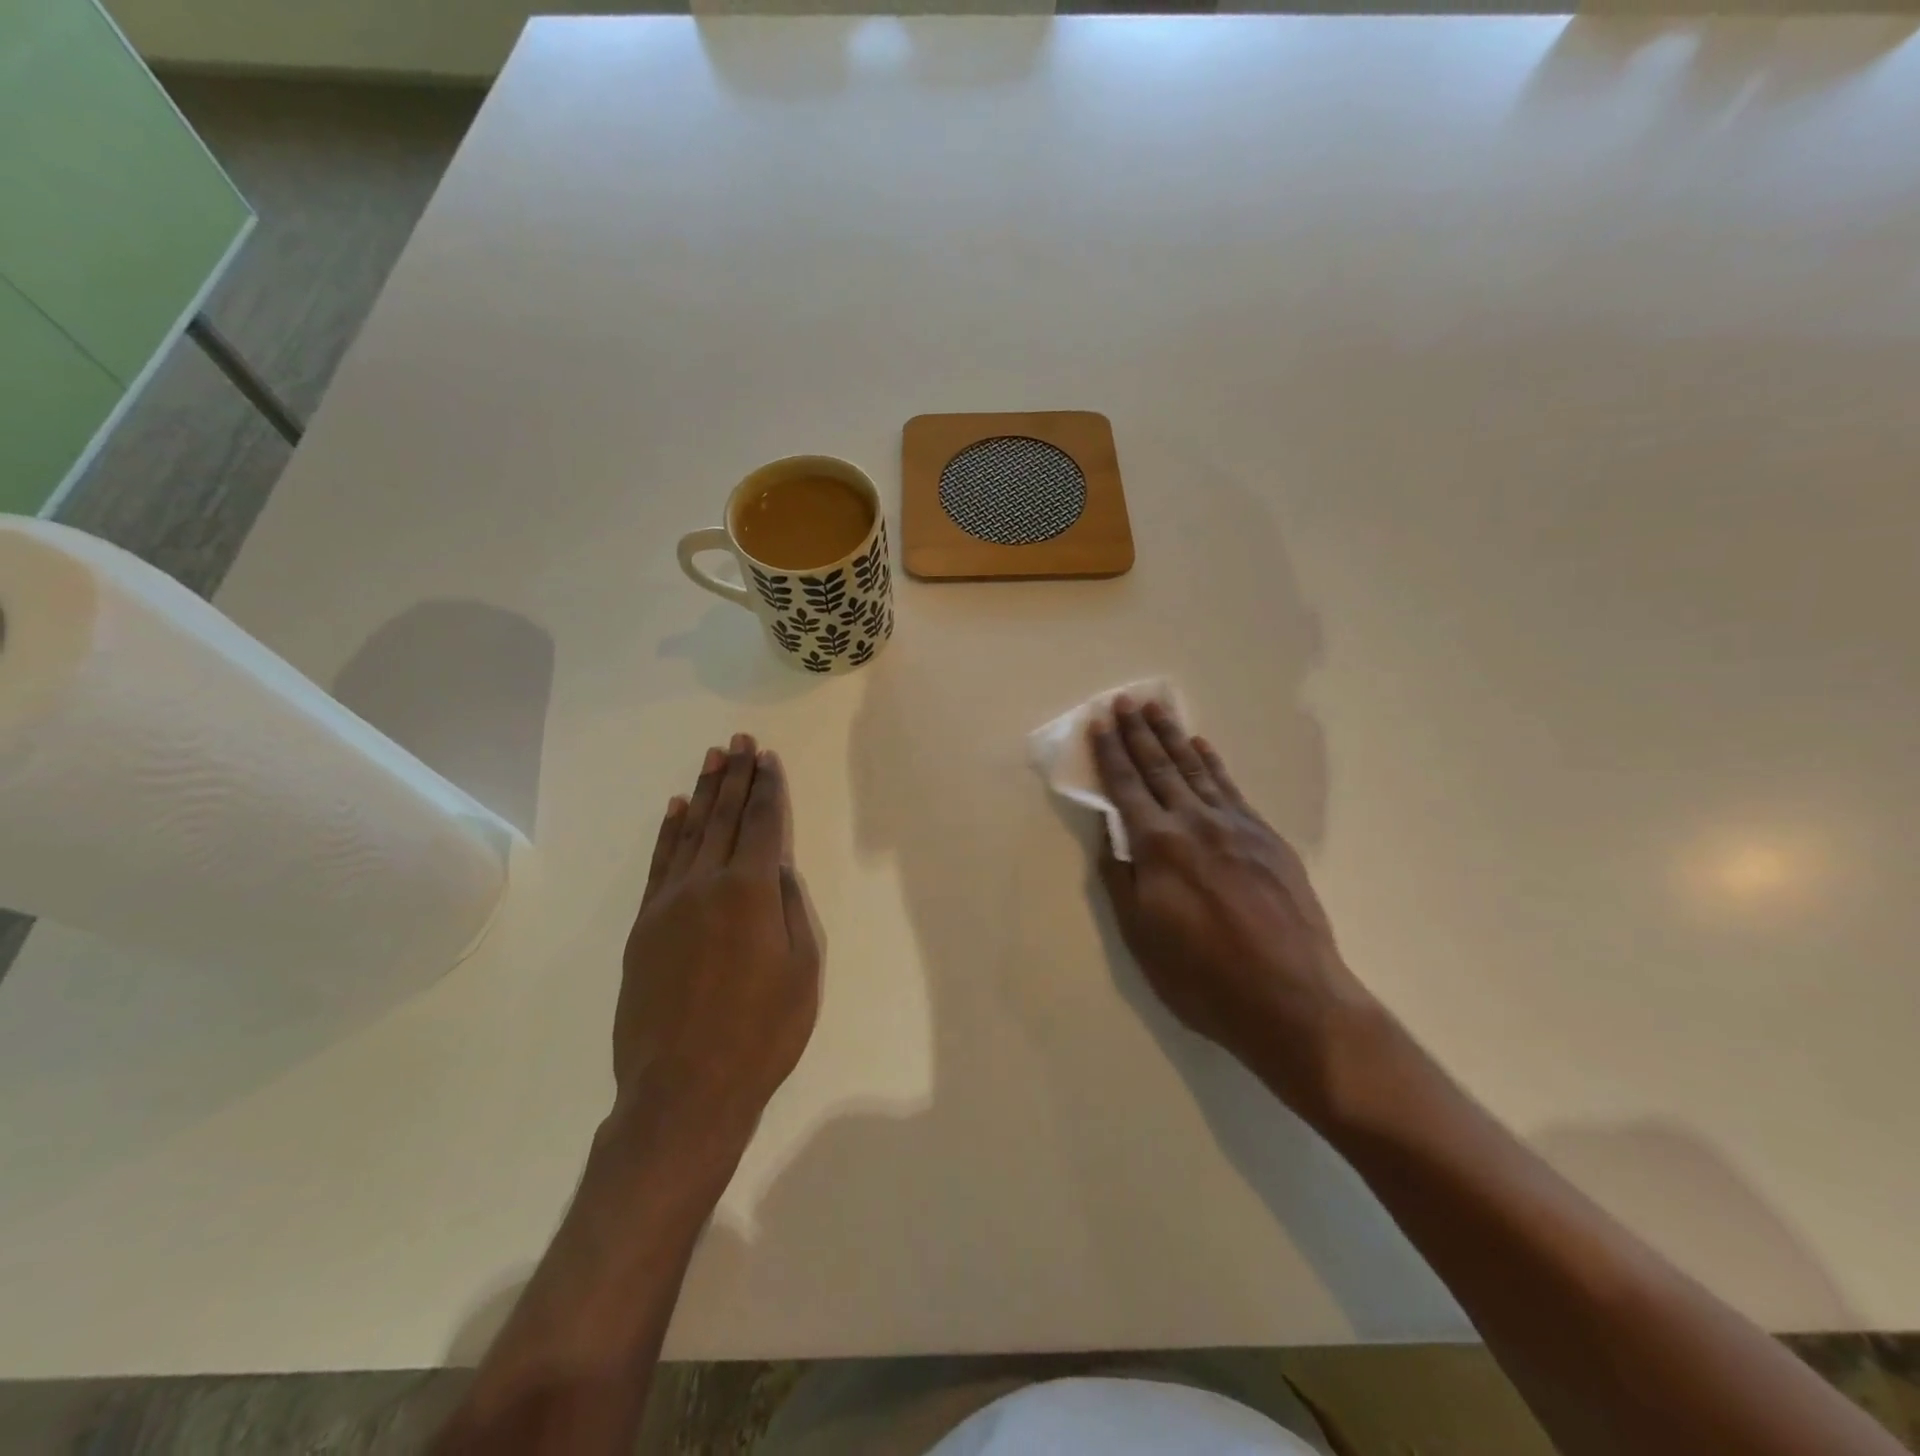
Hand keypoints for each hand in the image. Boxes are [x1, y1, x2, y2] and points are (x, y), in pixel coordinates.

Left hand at [612, 735, 820, 1169]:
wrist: (685, 1090)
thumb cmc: (762, 1033)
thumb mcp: (803, 971)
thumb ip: (791, 911)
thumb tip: (777, 872)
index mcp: (751, 892)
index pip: (763, 824)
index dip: (768, 788)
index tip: (768, 758)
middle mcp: (707, 884)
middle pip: (724, 817)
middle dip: (735, 776)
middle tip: (739, 741)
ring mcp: (669, 903)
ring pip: (690, 833)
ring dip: (703, 793)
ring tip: (712, 759)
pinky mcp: (645, 927)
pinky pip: (660, 864)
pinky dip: (669, 832)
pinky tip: (676, 810)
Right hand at [1089, 698, 1375, 1119]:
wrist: (1291, 997)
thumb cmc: (1203, 977)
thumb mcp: (1141, 936)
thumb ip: (1122, 879)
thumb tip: (1111, 833)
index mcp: (1158, 846)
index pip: (1127, 787)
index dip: (1110, 754)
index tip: (1100, 722)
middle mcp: (1194, 823)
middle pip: (1160, 768)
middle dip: (1140, 733)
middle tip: (1126, 700)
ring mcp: (1235, 826)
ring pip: (1196, 770)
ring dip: (1174, 737)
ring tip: (1158, 709)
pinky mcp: (1266, 838)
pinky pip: (1231, 788)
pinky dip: (1213, 763)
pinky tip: (1203, 748)